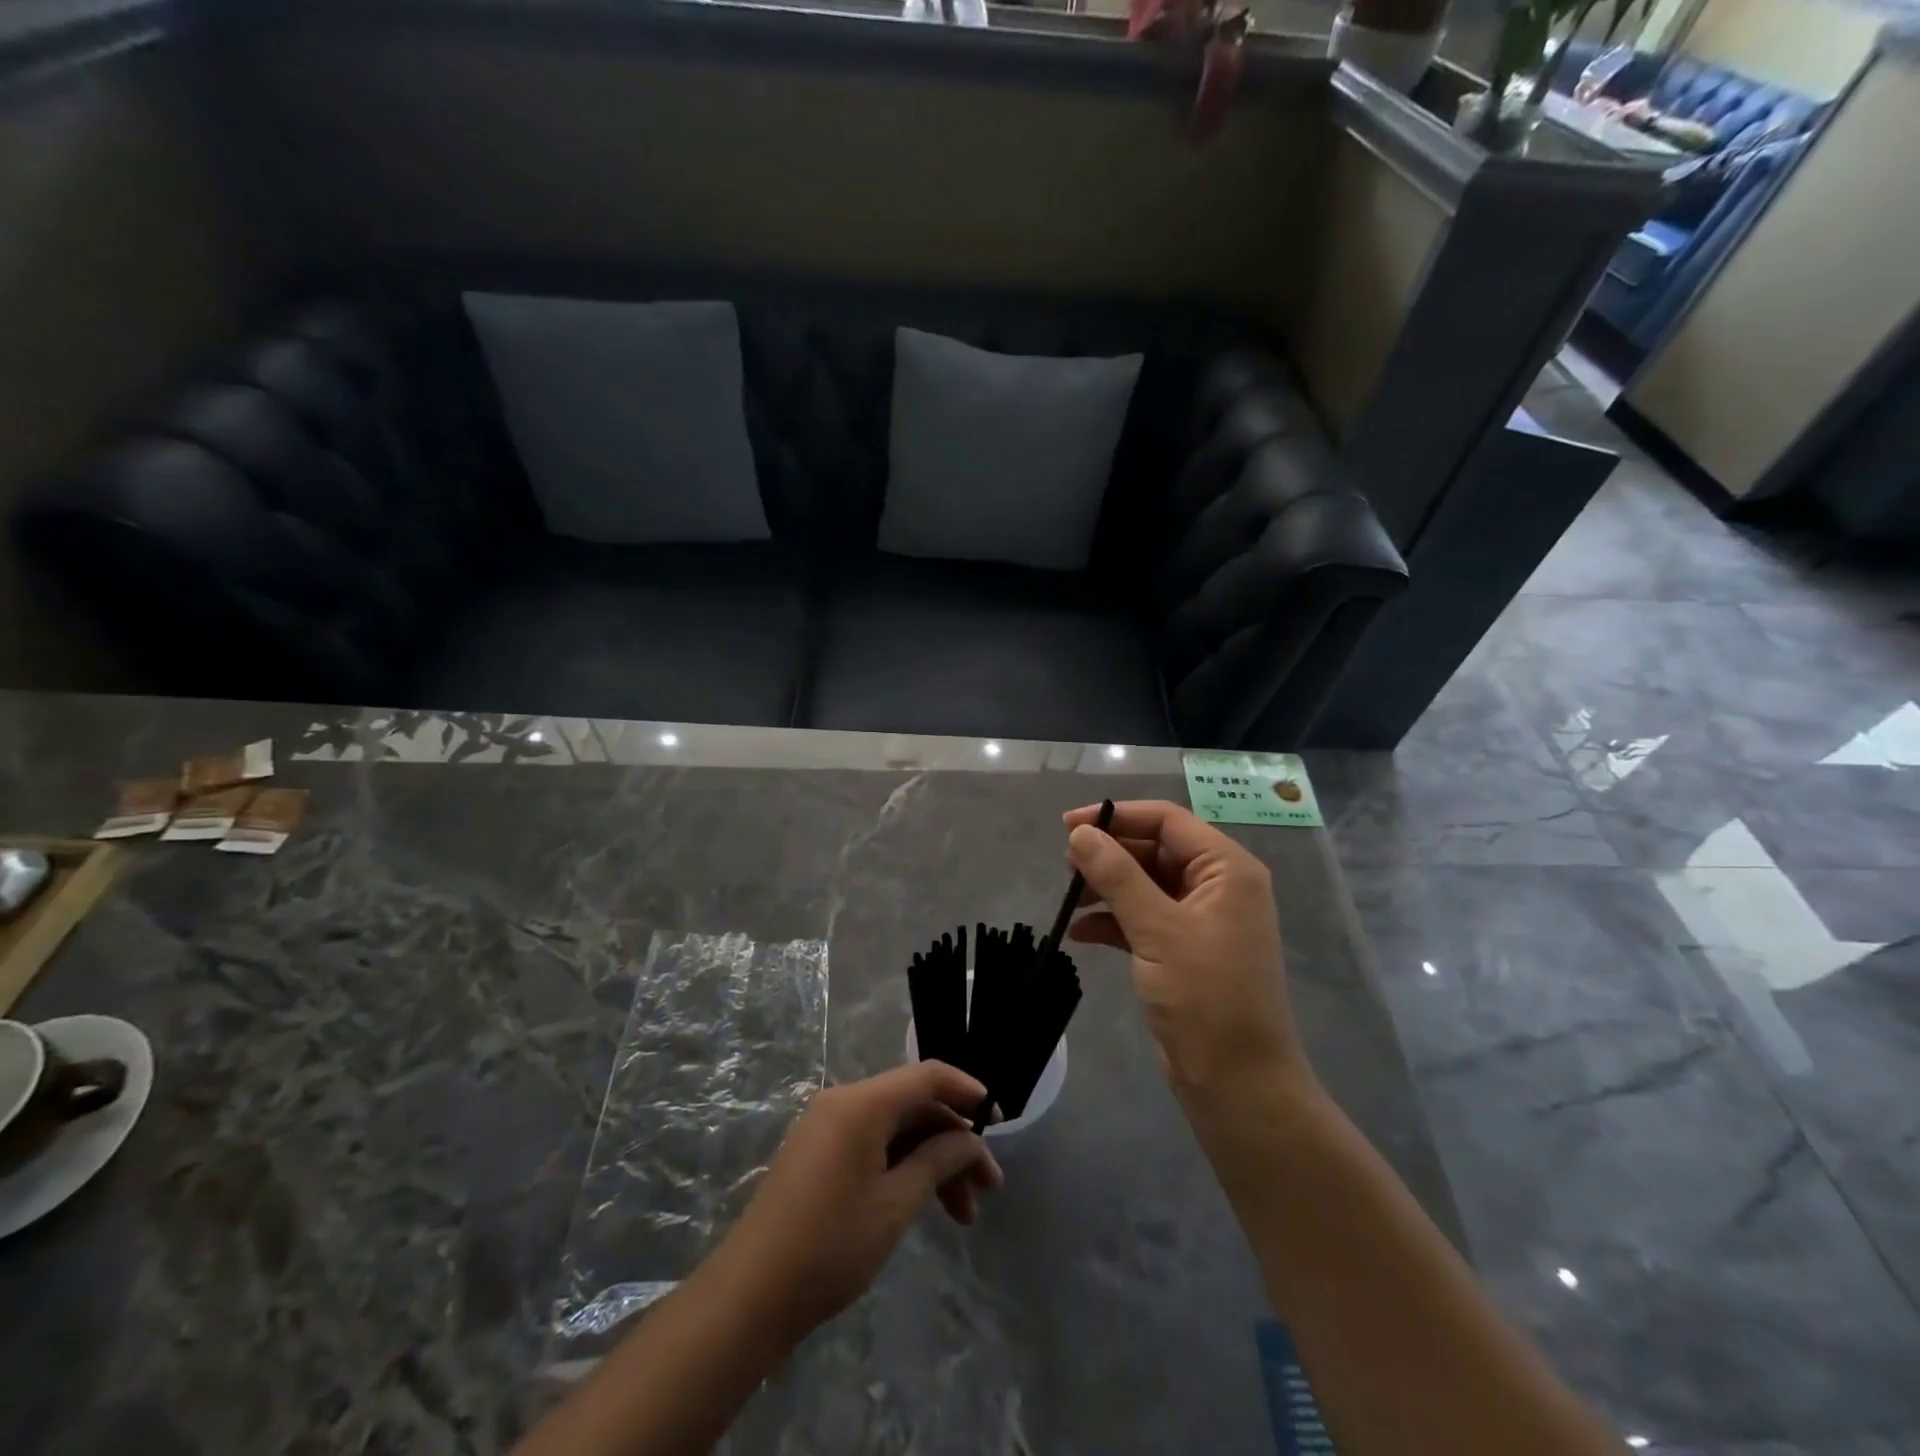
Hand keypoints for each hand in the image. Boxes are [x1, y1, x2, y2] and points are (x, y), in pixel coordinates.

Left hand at [712, 1062, 1003, 1340]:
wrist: (750, 1295)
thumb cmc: (830, 1245)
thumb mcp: (895, 1204)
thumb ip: (938, 1161)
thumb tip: (969, 1141)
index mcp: (862, 1103)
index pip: (927, 1076)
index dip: (967, 1091)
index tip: (998, 1120)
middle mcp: (843, 1102)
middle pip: (913, 1105)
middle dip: (954, 1142)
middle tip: (987, 1187)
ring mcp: (827, 1126)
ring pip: (896, 1129)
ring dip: (932, 1161)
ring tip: (963, 1215)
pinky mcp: (818, 1152)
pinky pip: (873, 1143)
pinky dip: (903, 1167)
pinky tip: (924, 1204)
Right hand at [1062, 800, 1309, 1105]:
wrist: (1238, 1084)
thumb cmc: (1207, 999)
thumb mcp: (1158, 931)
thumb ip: (1118, 876)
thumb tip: (1080, 833)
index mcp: (1226, 869)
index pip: (1167, 821)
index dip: (1117, 816)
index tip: (1068, 826)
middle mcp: (1217, 886)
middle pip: (1154, 849)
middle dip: (1109, 854)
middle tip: (1065, 866)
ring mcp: (1199, 920)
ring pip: (1144, 884)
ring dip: (1107, 887)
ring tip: (1069, 898)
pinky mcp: (1182, 950)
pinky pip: (1142, 918)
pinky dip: (1112, 921)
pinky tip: (1080, 932)